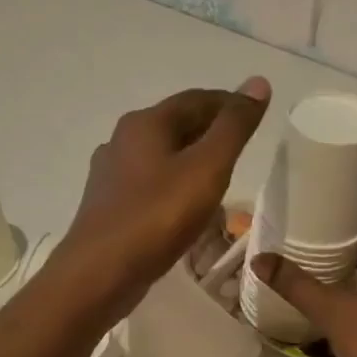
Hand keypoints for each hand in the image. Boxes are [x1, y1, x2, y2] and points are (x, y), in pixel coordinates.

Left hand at [56, 78, 271, 319]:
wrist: (99, 274)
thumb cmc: (156, 217)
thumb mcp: (207, 168)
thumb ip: (233, 127)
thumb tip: (257, 82)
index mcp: (144, 124)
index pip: (195, 99)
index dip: (229, 103)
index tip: (256, 115)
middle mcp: (122, 140)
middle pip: (175, 125)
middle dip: (210, 131)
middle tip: (244, 147)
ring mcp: (111, 175)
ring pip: (161, 156)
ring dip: (192, 160)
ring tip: (221, 177)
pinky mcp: (109, 206)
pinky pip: (150, 185)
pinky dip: (174, 186)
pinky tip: (186, 207)